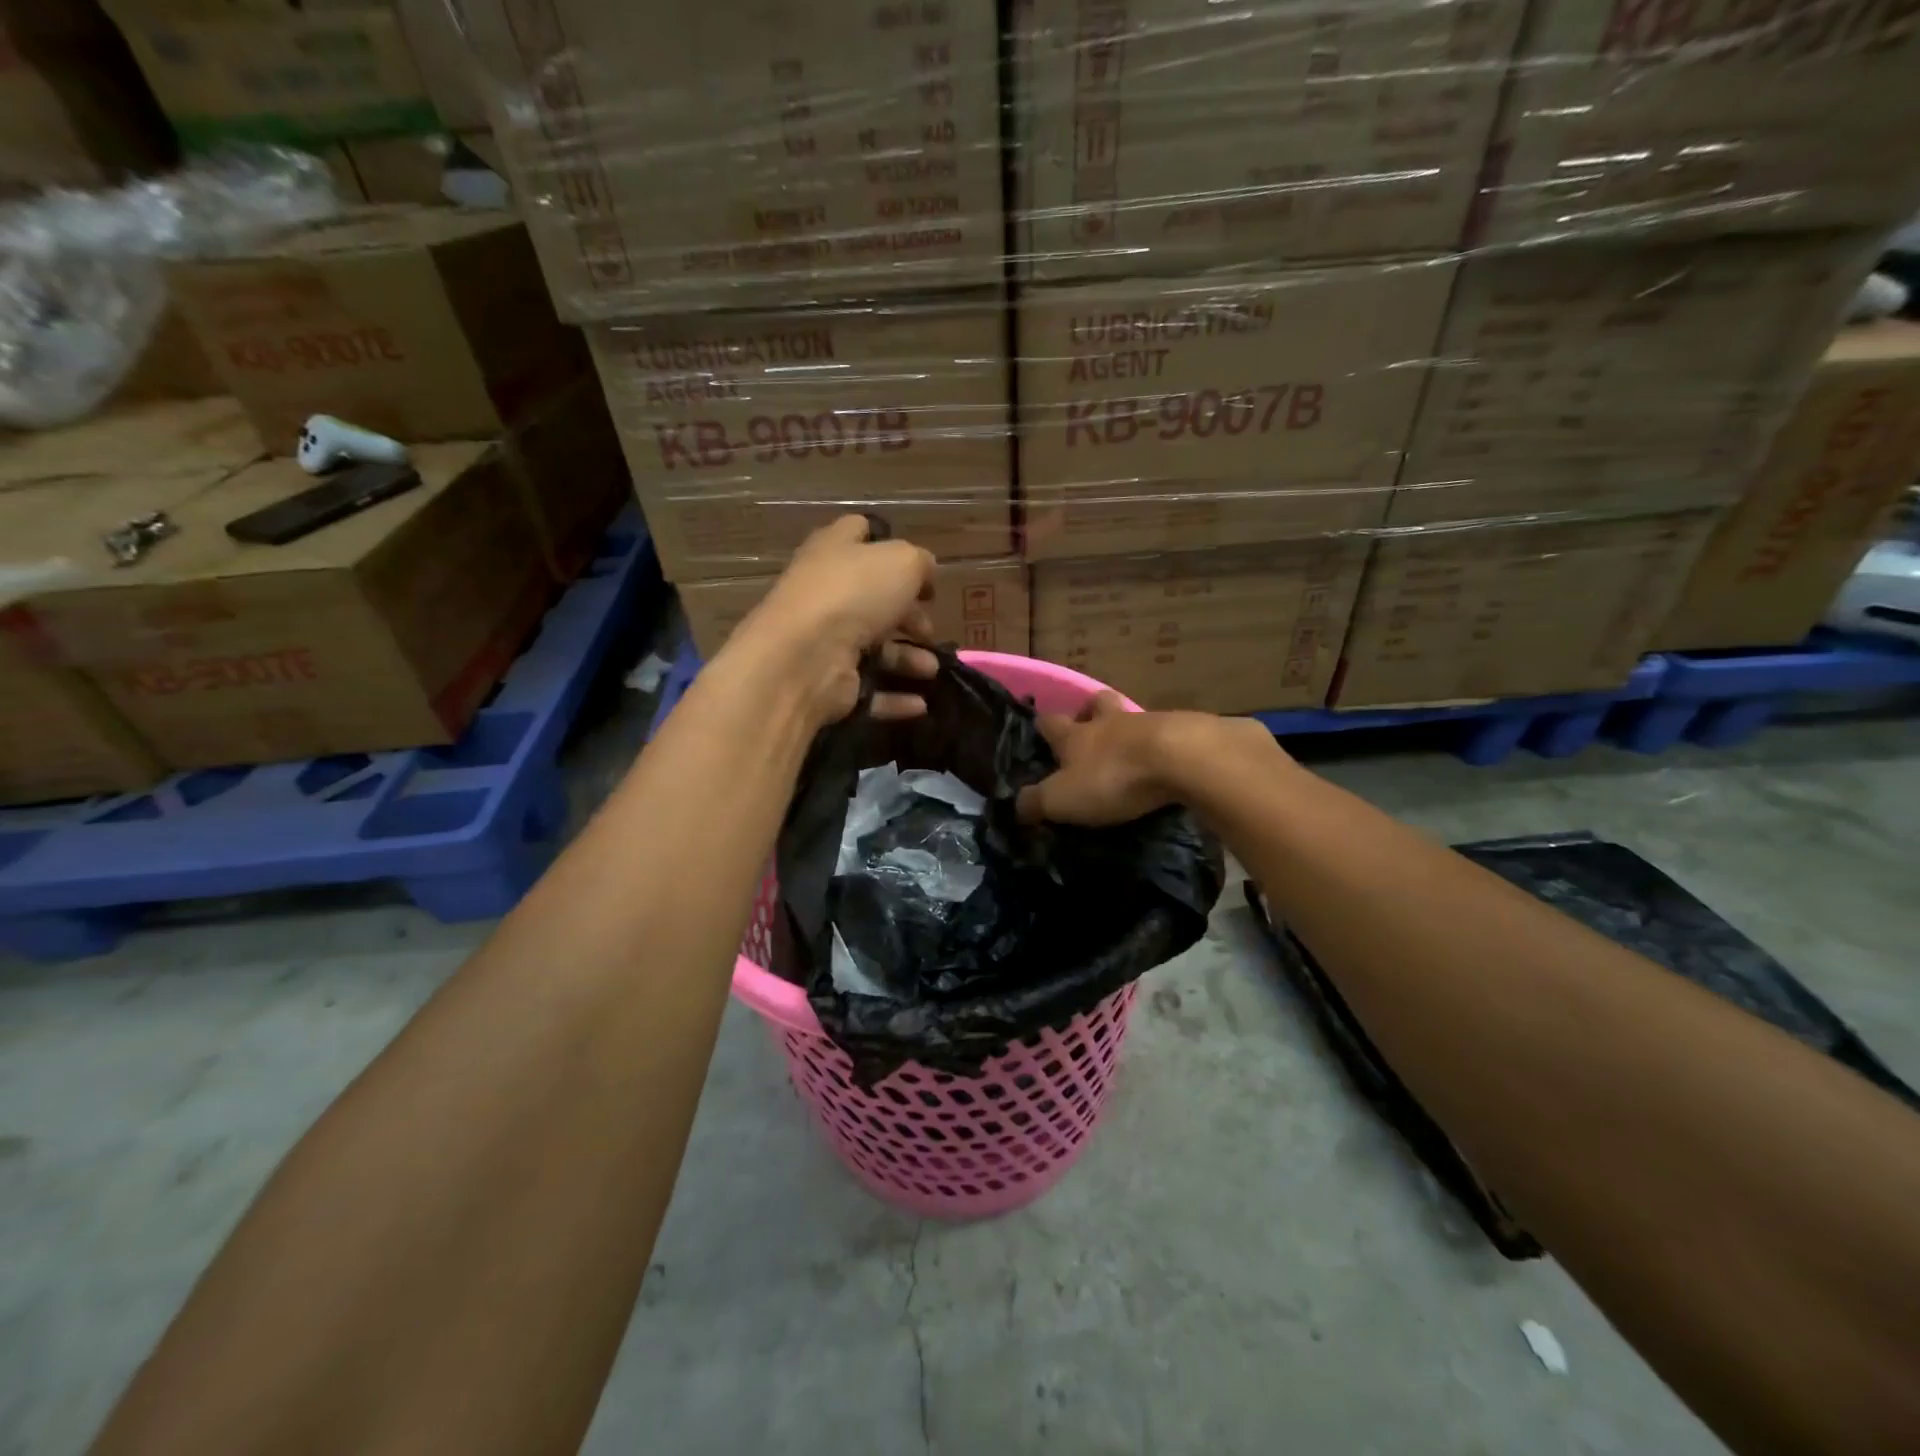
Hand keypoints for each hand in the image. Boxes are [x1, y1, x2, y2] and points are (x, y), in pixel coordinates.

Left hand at [728, 515, 940, 725]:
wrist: (805, 657)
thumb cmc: (854, 595)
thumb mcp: (902, 561)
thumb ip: (920, 563)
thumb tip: (925, 573)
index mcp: (835, 552)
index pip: (858, 533)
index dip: (889, 544)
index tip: (920, 568)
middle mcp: (826, 594)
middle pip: (874, 600)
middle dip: (909, 616)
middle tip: (929, 629)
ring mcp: (824, 641)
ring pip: (875, 648)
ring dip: (908, 659)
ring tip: (931, 669)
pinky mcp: (828, 683)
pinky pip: (869, 690)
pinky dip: (895, 698)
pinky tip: (920, 704)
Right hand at [1017, 696, 1274, 825]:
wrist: (1181, 759)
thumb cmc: (1112, 777)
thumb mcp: (1062, 799)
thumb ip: (1035, 802)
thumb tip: (1015, 805)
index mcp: (1075, 735)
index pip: (1050, 722)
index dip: (1042, 726)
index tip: (1040, 732)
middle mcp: (1108, 722)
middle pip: (1095, 704)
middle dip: (1089, 713)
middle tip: (1089, 730)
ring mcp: (1148, 723)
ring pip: (1130, 718)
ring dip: (1126, 730)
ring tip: (1129, 753)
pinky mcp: (1182, 733)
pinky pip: (1164, 735)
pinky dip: (1160, 747)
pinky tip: (1163, 764)